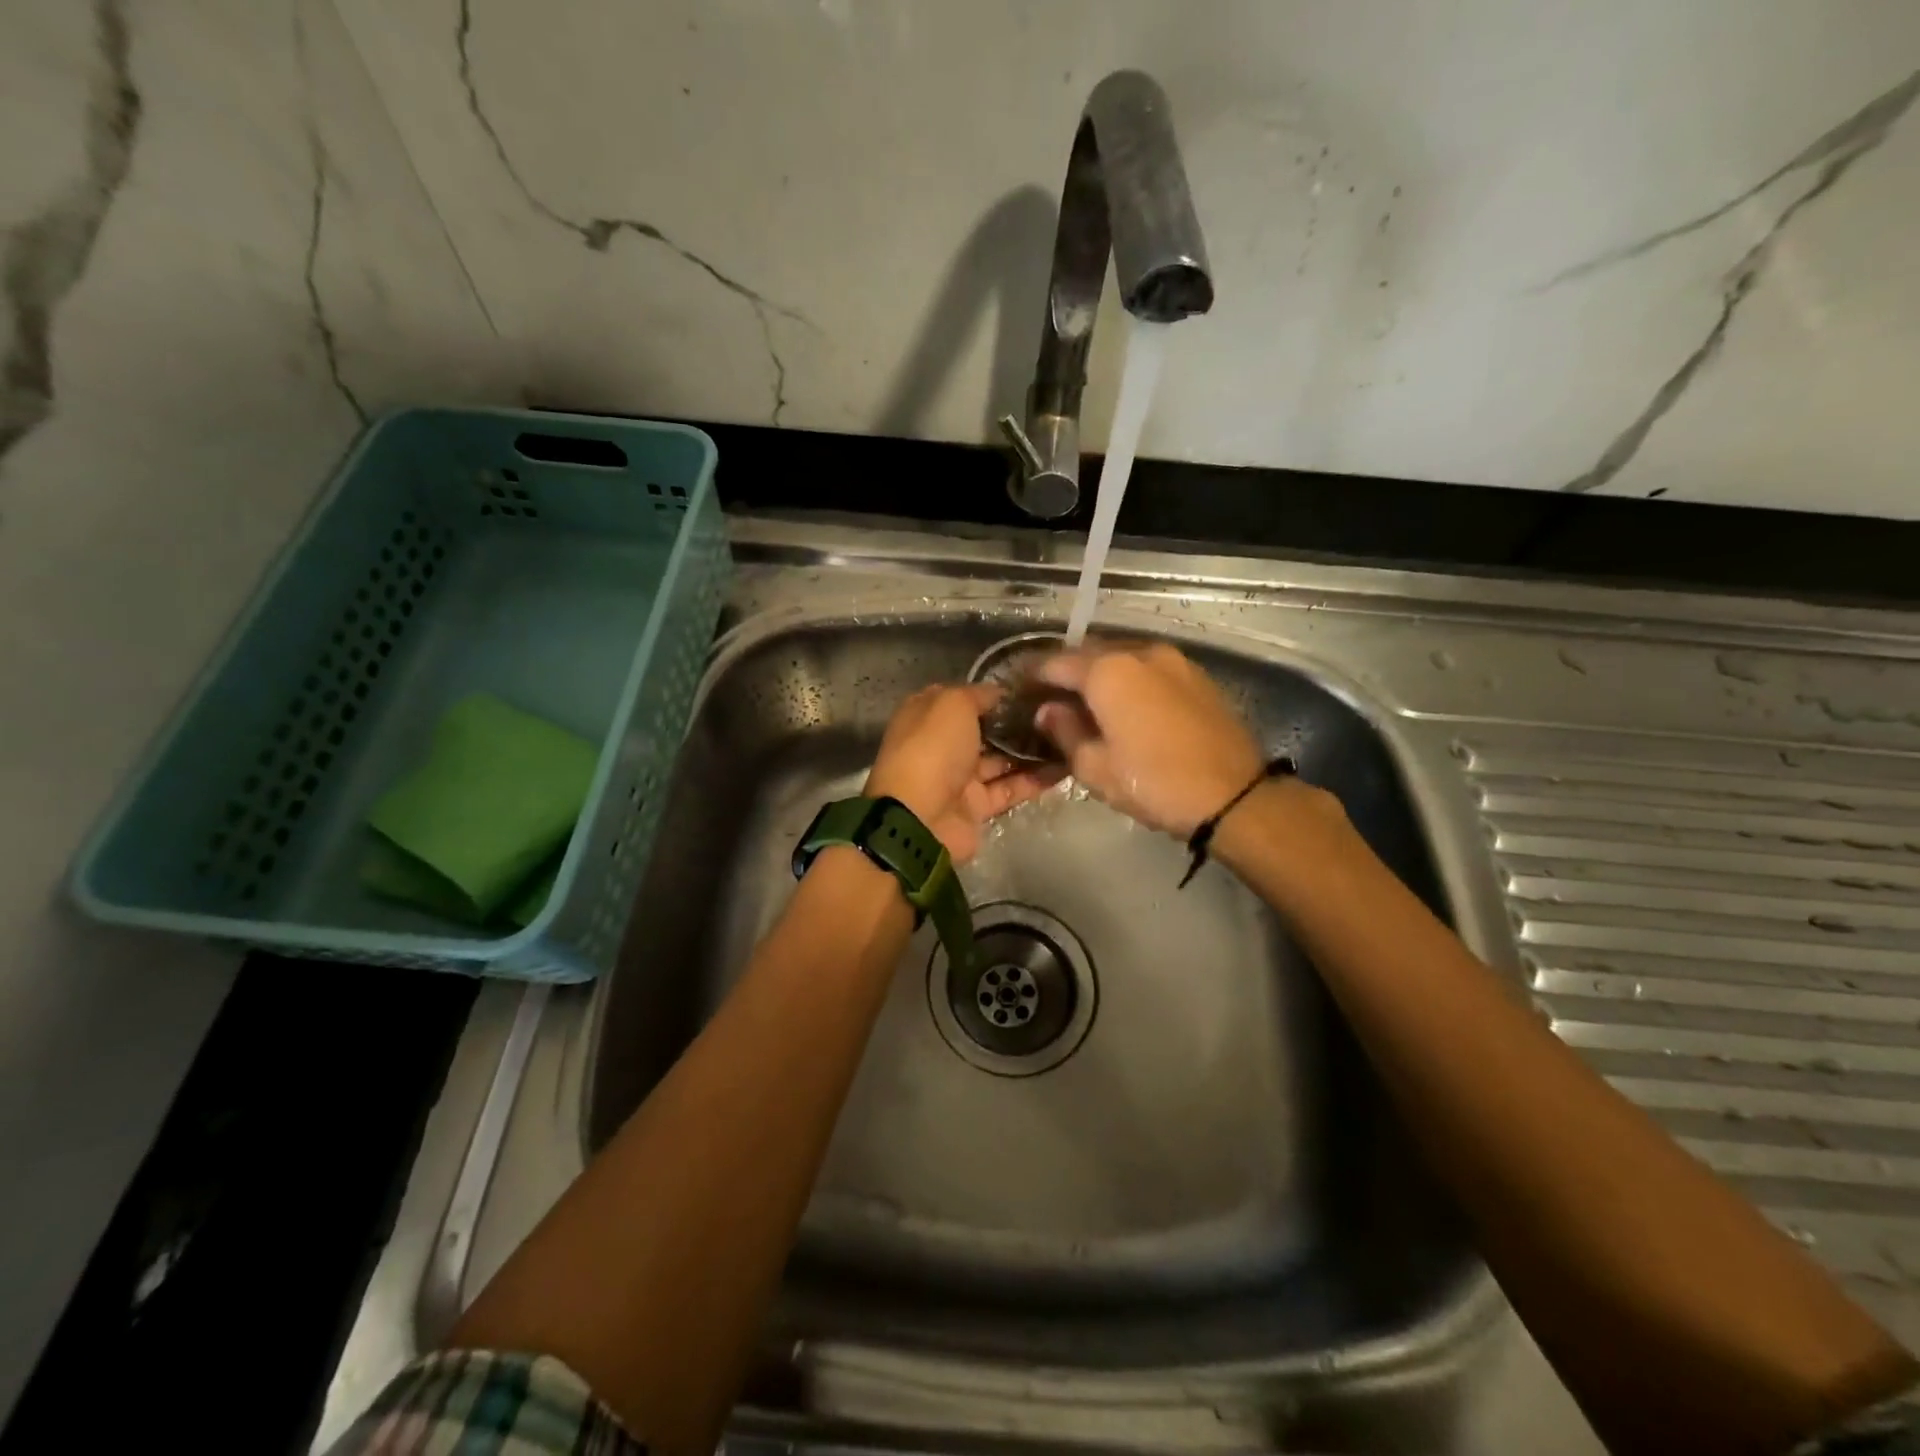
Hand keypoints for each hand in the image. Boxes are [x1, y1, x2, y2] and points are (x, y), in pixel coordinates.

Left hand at [864, 684, 1060, 863]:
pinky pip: (1010, 789)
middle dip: (1018, 722)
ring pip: (1001, 760)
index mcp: (927, 715)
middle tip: (1060, 712)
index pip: (964, 698)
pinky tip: (1067, 767)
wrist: (920, 819)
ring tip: (1070, 737)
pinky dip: (1036, 780)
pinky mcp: (977, 807)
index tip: (1032, 689)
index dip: (994, 693)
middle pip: (985, 730)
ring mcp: (959, 778)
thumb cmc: (933, 749)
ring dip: (1032, 751)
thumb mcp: (953, 703)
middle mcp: (942, 745)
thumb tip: (1001, 694)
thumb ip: (979, 694)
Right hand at [1035, 642, 1264, 836]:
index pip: (1056, 663)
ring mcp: (1173, 660)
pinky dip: (1130, 679)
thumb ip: (1064, 731)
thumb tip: (1049, 710)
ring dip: (1100, 674)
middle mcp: (1139, 652)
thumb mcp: (1095, 767)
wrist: (1234, 796)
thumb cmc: (1154, 782)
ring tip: (1088, 703)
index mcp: (1108, 670)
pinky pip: (1149, 668)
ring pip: (1122, 657)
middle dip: (1067, 672)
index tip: (1020, 692)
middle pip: (1089, 653)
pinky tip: (1127, 706)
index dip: (1033, 676)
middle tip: (1051, 698)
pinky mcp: (1196, 676)